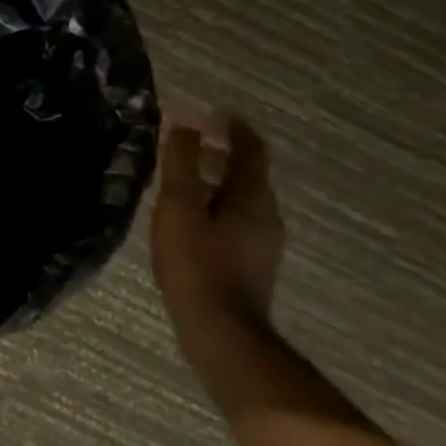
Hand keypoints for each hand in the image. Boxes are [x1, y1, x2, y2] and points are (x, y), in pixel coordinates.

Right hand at [150, 117, 284, 326]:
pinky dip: (214, 206)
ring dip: (215, 182)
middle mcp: (266, 215)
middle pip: (247, 174)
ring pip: (240, 199)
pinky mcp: (250, 265)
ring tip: (181, 181)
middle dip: (219, 154)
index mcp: (252, 197)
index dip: (232, 127)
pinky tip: (188, 220)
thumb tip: (186, 124)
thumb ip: (182, 164)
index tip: (212, 112)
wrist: (220, 332)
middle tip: (187, 145)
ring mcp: (261, 243)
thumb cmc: (197, 264)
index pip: (250, 149)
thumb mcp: (180, 207)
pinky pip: (234, 221)